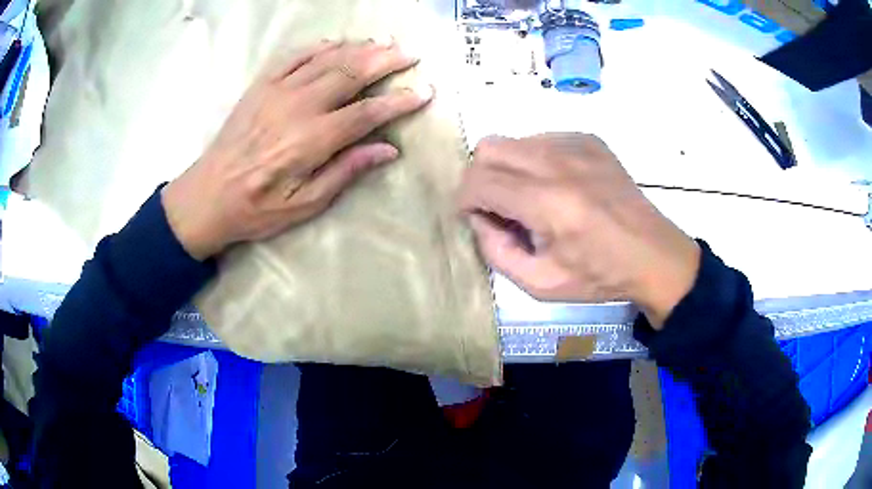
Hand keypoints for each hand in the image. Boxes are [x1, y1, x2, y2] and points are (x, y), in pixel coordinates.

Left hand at [162, 40, 432, 259]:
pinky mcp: (260, 86)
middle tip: (409, 54)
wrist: (207, 195)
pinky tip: (335, 43)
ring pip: (326, 60)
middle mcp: (298, 106)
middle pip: (350, 74)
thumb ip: (346, 171)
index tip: (424, 92)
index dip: (399, 101)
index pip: (367, 112)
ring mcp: (277, 91)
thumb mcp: (305, 204)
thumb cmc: (257, 207)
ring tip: (383, 42)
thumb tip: (387, 149)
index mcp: (312, 140)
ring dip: (358, 48)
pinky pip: (293, 57)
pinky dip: (317, 47)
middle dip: (385, 61)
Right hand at [458, 133, 700, 327]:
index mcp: (548, 202)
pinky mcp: (589, 140)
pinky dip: (535, 161)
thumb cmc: (599, 275)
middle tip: (499, 207)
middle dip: (481, 178)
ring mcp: (576, 145)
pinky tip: (556, 186)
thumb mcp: (540, 284)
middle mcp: (558, 163)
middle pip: (488, 148)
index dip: (465, 200)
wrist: (653, 254)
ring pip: (514, 141)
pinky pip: (541, 139)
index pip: (479, 180)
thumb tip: (480, 219)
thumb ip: (497, 251)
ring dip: (508, 169)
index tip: (475, 218)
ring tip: (531, 199)